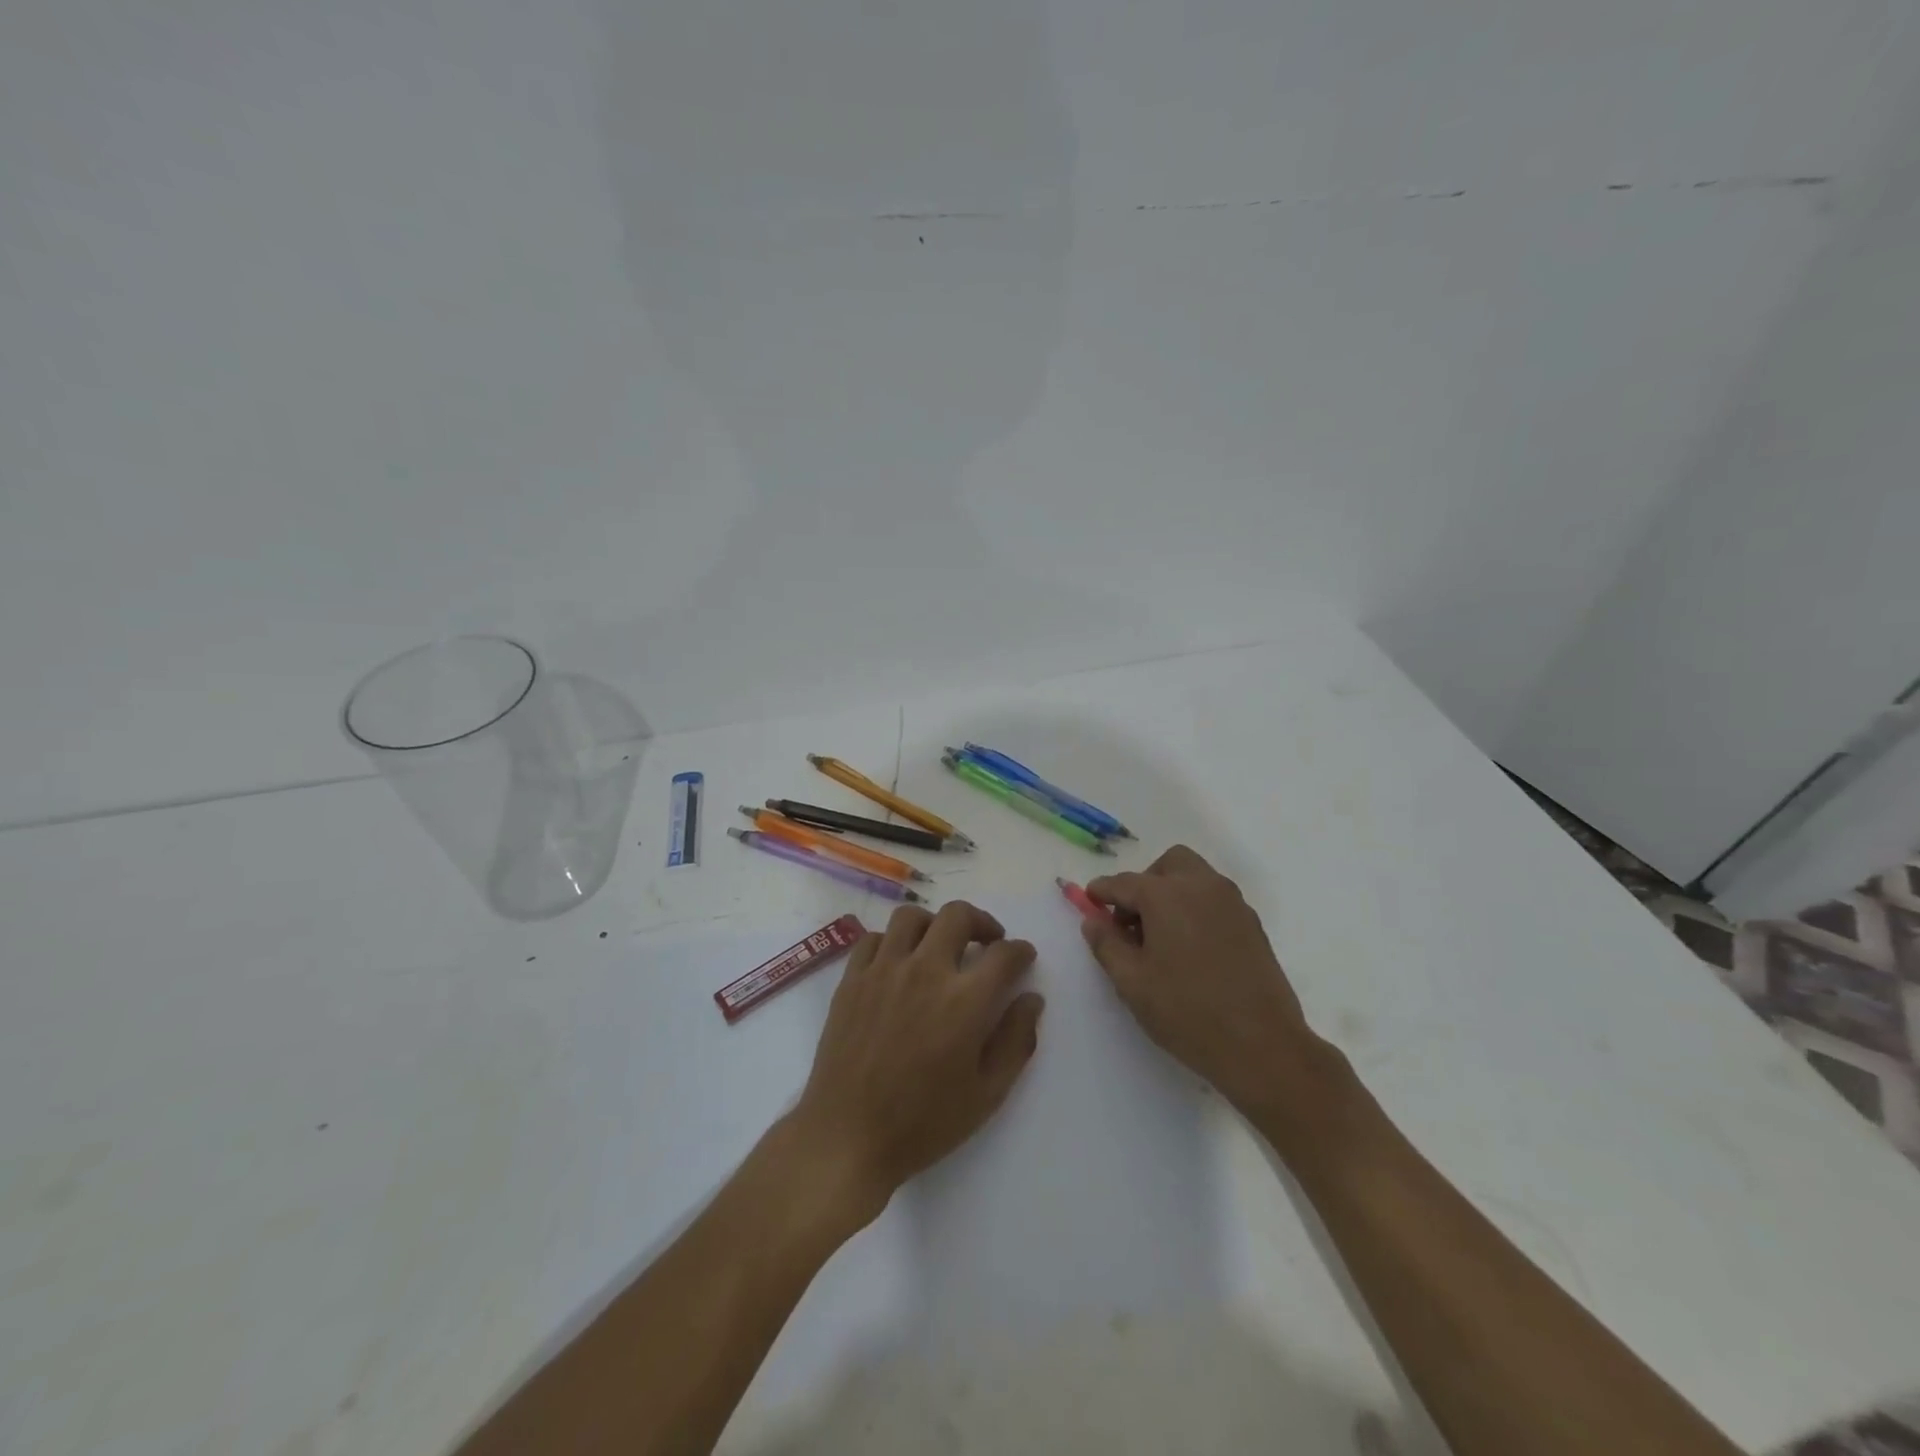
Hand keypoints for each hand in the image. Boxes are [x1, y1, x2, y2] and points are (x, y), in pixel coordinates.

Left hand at [787, 901, 1043, 1226]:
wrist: (848, 1137)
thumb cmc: (924, 1123)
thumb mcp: (987, 1093)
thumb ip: (1016, 1040)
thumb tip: (1031, 999)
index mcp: (964, 1000)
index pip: (1003, 954)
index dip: (1020, 951)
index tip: (1023, 957)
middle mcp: (925, 971)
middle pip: (957, 915)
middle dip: (981, 922)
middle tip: (987, 942)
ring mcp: (883, 970)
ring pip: (911, 916)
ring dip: (934, 924)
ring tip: (940, 946)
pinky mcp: (852, 979)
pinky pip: (873, 938)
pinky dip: (891, 942)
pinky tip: (898, 964)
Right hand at [1084, 845, 1328, 1119]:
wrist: (1263, 1046)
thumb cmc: (1187, 1012)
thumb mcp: (1132, 982)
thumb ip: (1106, 944)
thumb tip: (1093, 920)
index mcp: (1166, 895)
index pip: (1123, 883)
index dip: (1101, 892)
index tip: (1089, 902)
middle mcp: (1202, 886)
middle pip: (1167, 865)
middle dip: (1144, 884)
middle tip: (1133, 922)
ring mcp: (1232, 903)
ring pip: (1195, 878)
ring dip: (1172, 894)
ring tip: (1161, 938)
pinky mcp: (1253, 924)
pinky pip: (1215, 900)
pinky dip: (1196, 909)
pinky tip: (1190, 950)